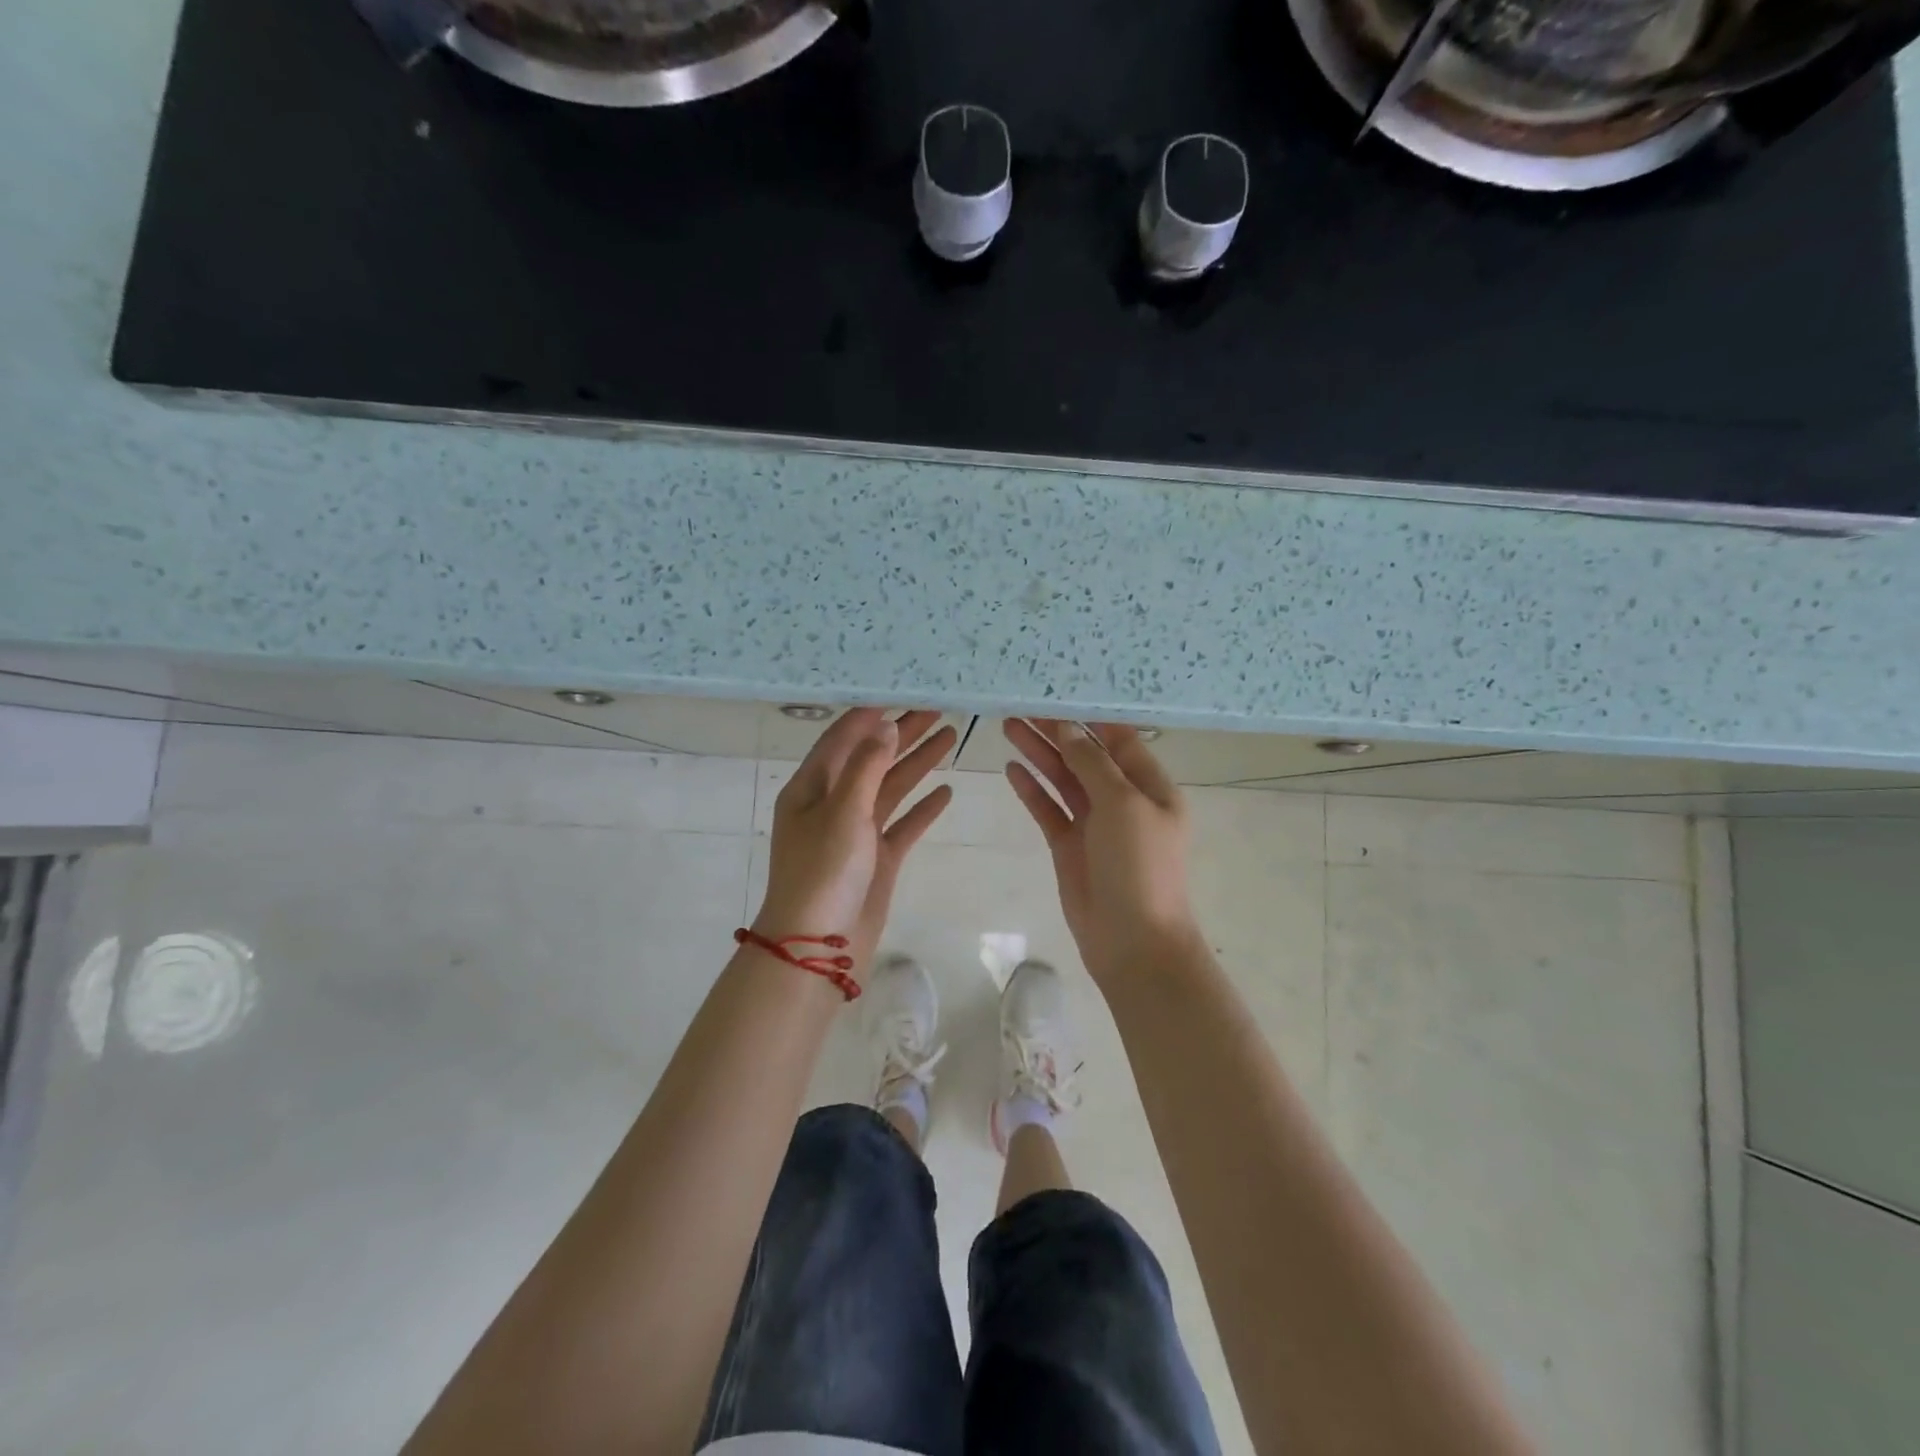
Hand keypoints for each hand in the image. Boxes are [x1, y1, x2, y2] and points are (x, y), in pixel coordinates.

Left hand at [753, 709, 955, 982]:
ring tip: (950, 735)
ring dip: (917, 763)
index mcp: (811, 788)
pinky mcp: (877, 859)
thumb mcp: (843, 812)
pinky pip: (903, 825)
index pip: (842, 738)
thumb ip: (867, 767)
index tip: (902, 691)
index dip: (871, 714)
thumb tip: (885, 726)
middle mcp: (832, 804)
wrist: (818, 948)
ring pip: (891, 788)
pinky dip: (923, 808)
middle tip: (938, 708)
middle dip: (902, 733)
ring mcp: (856, 833)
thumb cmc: (822, 873)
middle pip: (872, 758)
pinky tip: (946, 792)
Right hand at [1003, 719, 1198, 984]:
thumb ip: (1092, 764)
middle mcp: (1123, 800)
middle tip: (1021, 705)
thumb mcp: (1122, 805)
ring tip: (1008, 725)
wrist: (1133, 941)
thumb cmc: (1139, 866)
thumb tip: (1068, 729)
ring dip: (1039, 754)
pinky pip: (1048, 809)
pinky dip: (1031, 789)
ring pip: (1063, 779)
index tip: (1058, 691)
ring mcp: (1094, 824)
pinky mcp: (1069, 846)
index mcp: (1150, 787)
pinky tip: (1010, 769)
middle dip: (1056, 731)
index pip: (1119, 739)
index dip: (1090, 716)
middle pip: (1085, 756)